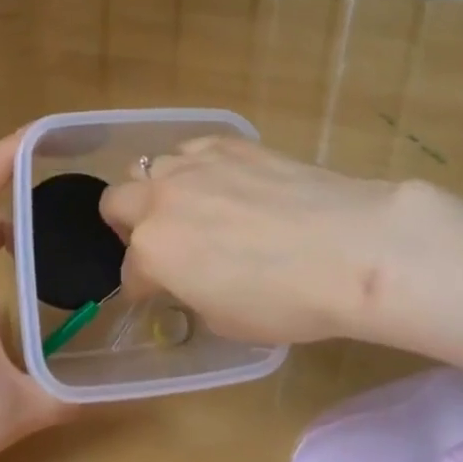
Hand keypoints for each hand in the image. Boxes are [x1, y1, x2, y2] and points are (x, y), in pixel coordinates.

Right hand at [98, 137, 409, 345]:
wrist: (348, 247)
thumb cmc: (286, 300)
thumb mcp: (225, 319)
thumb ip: (190, 292)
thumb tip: (190, 279)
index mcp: (153, 251)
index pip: (129, 271)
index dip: (142, 287)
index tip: (158, 293)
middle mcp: (161, 200)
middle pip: (115, 201)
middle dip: (128, 225)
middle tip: (160, 242)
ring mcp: (193, 164)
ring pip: (149, 166)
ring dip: (159, 190)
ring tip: (192, 206)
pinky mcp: (227, 142)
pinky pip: (191, 149)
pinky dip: (195, 167)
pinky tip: (224, 182)